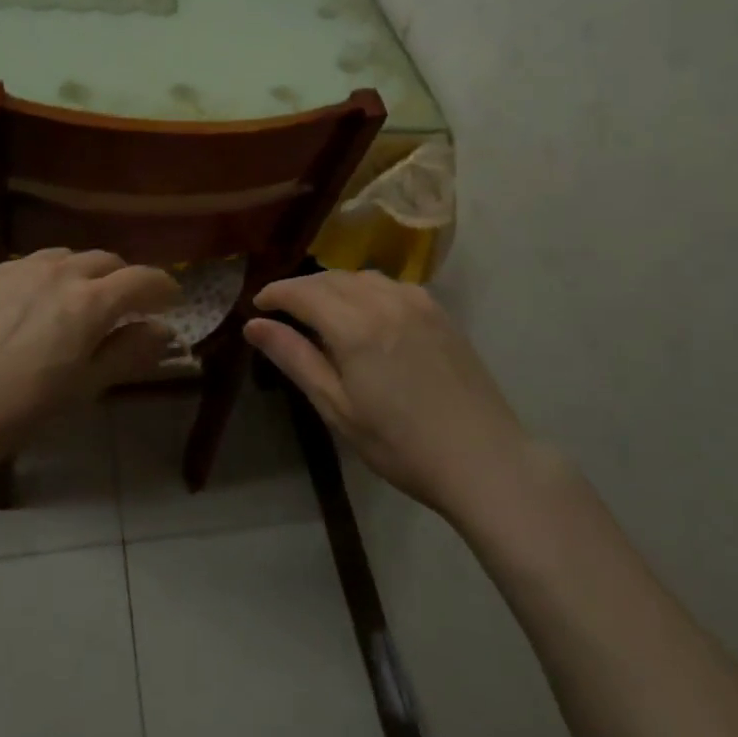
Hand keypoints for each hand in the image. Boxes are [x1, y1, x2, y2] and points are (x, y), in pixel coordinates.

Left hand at [0, 250, 177, 468]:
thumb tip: (163, 330)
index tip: (171, 300)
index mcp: (90, 302)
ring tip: (77, 300)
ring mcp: (18, 269)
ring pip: (66, 257)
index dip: (163, 287)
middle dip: (123, 279)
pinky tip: (31, 305)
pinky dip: (45, 277)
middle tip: (124, 305)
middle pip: (106, 261)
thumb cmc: (20, 409)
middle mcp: (59, 273)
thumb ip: (129, 352)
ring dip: (84, 273)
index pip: (142, 279)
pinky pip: (28, 265)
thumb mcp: (84, 387)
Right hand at [245, 270, 544, 519]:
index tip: (257, 306)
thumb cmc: (401, 445)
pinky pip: (391, 285)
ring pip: (362, 277)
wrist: (483, 459)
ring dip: (334, 286)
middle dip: (302, 288)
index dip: (276, 294)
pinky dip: (366, 290)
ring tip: (320, 310)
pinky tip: (364, 312)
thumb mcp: (338, 408)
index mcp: (355, 326)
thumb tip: (254, 326)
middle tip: (282, 311)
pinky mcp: (440, 311)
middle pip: (331, 279)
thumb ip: (295, 359)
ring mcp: (417, 302)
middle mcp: (385, 301)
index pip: (303, 293)